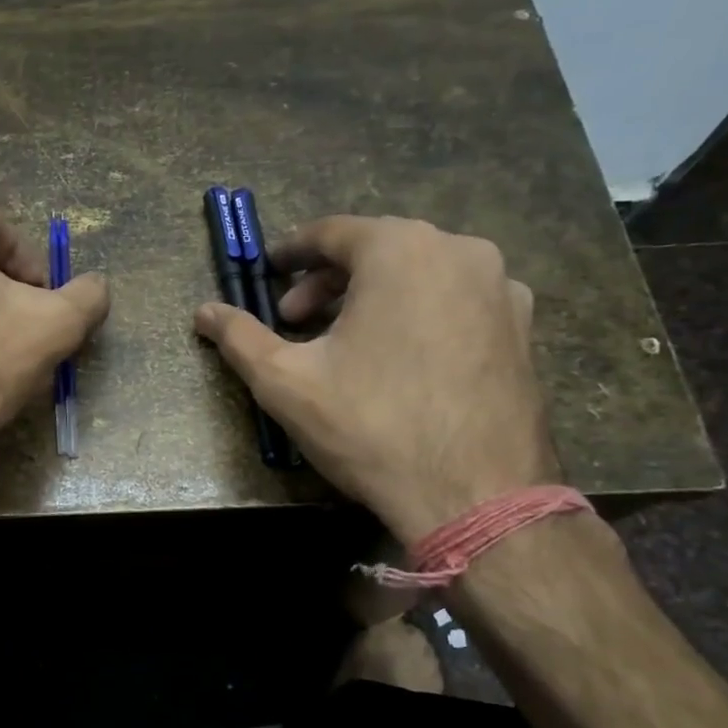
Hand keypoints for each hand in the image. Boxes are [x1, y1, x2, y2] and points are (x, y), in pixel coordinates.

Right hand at [194, 215, 556, 541]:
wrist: (477, 496)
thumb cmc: (371, 426)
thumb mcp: (285, 380)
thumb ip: (239, 337)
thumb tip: (203, 312)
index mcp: (401, 249)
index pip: (333, 231)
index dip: (292, 252)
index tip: (268, 273)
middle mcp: (460, 251)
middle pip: (377, 250)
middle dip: (328, 281)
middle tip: (294, 320)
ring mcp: (502, 289)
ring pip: (419, 274)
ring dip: (372, 296)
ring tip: (344, 342)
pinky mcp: (523, 328)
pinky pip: (454, 302)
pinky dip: (417, 314)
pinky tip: (398, 360)